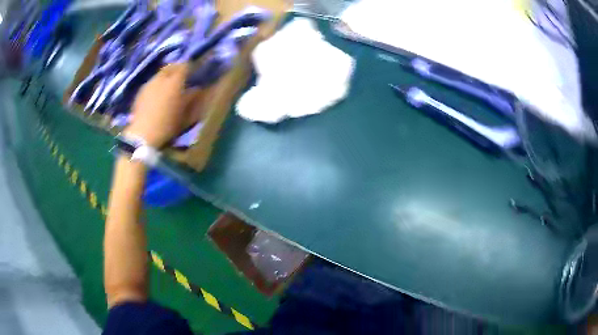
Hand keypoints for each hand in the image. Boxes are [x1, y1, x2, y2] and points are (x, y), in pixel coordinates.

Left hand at [126, 63, 191, 147]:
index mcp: (175, 81)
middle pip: (170, 67)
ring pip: (159, 75)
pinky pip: (151, 84)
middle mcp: (161, 78)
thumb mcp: (185, 114)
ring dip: (165, 77)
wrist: (142, 135)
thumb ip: (192, 98)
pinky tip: (156, 96)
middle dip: (176, 69)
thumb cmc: (167, 125)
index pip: (185, 66)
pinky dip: (155, 86)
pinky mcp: (139, 93)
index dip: (190, 68)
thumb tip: (197, 89)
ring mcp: (149, 84)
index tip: (193, 73)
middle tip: (180, 77)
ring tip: (167, 87)